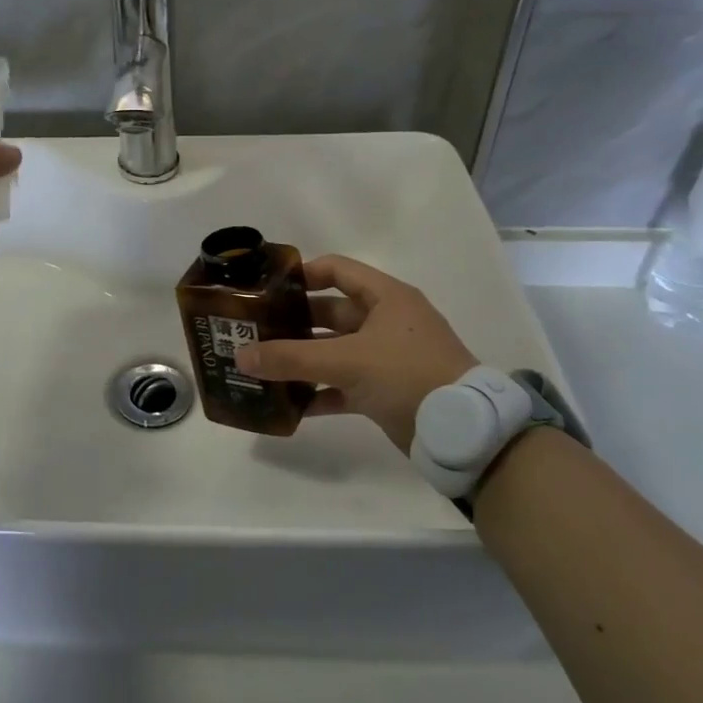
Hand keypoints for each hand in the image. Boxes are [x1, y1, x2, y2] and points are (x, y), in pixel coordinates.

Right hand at [234, 255, 477, 452]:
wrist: (462, 432)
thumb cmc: (408, 375)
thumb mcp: (347, 361)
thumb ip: (291, 358)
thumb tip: (240, 357)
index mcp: (386, 298)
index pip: (337, 270)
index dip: (302, 274)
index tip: (266, 288)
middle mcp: (385, 322)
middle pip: (329, 313)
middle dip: (293, 322)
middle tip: (253, 331)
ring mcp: (386, 358)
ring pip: (334, 351)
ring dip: (302, 359)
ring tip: (262, 366)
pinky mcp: (385, 390)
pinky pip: (342, 385)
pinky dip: (318, 392)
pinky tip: (289, 402)